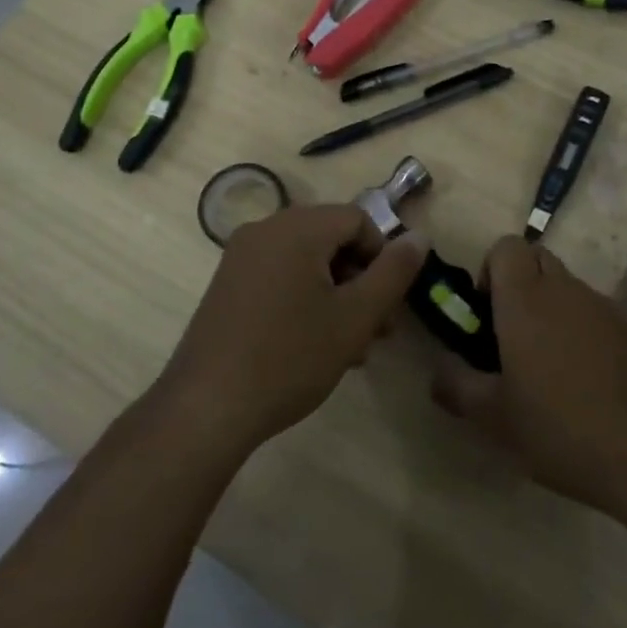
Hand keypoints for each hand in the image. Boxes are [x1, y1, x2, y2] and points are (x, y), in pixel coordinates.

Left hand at [157, 204, 427, 456]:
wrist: (207, 408)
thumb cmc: (290, 357)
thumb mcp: (355, 317)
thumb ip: (394, 272)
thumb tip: (420, 236)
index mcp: (297, 227)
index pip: (358, 219)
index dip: (382, 257)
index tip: (387, 304)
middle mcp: (266, 229)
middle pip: (332, 239)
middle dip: (361, 281)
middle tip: (377, 330)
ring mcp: (241, 256)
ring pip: (307, 261)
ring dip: (337, 295)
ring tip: (350, 347)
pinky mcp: (227, 284)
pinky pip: (280, 275)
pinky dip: (305, 299)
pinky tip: (314, 345)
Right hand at [433, 236, 626, 520]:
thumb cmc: (560, 429)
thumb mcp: (493, 418)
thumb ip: (457, 386)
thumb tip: (437, 370)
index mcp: (526, 300)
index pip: (505, 246)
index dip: (489, 270)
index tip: (485, 314)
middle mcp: (565, 290)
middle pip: (536, 258)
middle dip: (517, 284)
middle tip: (509, 335)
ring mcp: (603, 306)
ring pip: (566, 285)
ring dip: (549, 307)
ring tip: (546, 365)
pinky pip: (593, 311)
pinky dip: (579, 328)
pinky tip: (583, 380)